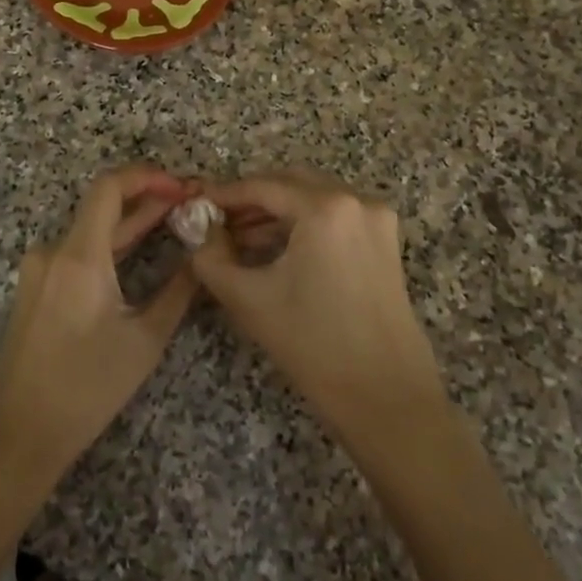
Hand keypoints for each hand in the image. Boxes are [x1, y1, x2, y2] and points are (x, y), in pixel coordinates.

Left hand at [0, 165, 200, 483]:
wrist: (20, 432)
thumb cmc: (86, 388)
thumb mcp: (144, 340)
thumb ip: (177, 290)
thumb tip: (201, 257)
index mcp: (78, 256)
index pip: (109, 188)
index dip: (148, 177)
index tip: (182, 187)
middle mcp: (53, 251)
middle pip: (102, 206)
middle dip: (148, 199)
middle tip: (190, 202)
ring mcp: (39, 268)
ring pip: (91, 229)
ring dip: (130, 222)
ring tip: (173, 220)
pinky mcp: (36, 286)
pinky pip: (77, 250)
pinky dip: (110, 244)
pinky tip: (138, 250)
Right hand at [193, 170, 449, 454]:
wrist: (386, 397)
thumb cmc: (313, 345)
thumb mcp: (249, 298)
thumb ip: (211, 256)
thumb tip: (197, 228)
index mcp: (326, 208)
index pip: (263, 186)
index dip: (224, 194)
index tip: (195, 205)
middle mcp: (356, 201)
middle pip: (291, 183)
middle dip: (251, 200)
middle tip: (215, 221)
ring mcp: (376, 220)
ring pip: (313, 198)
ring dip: (276, 212)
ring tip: (238, 239)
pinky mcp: (385, 242)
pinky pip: (334, 217)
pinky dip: (302, 224)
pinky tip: (275, 249)